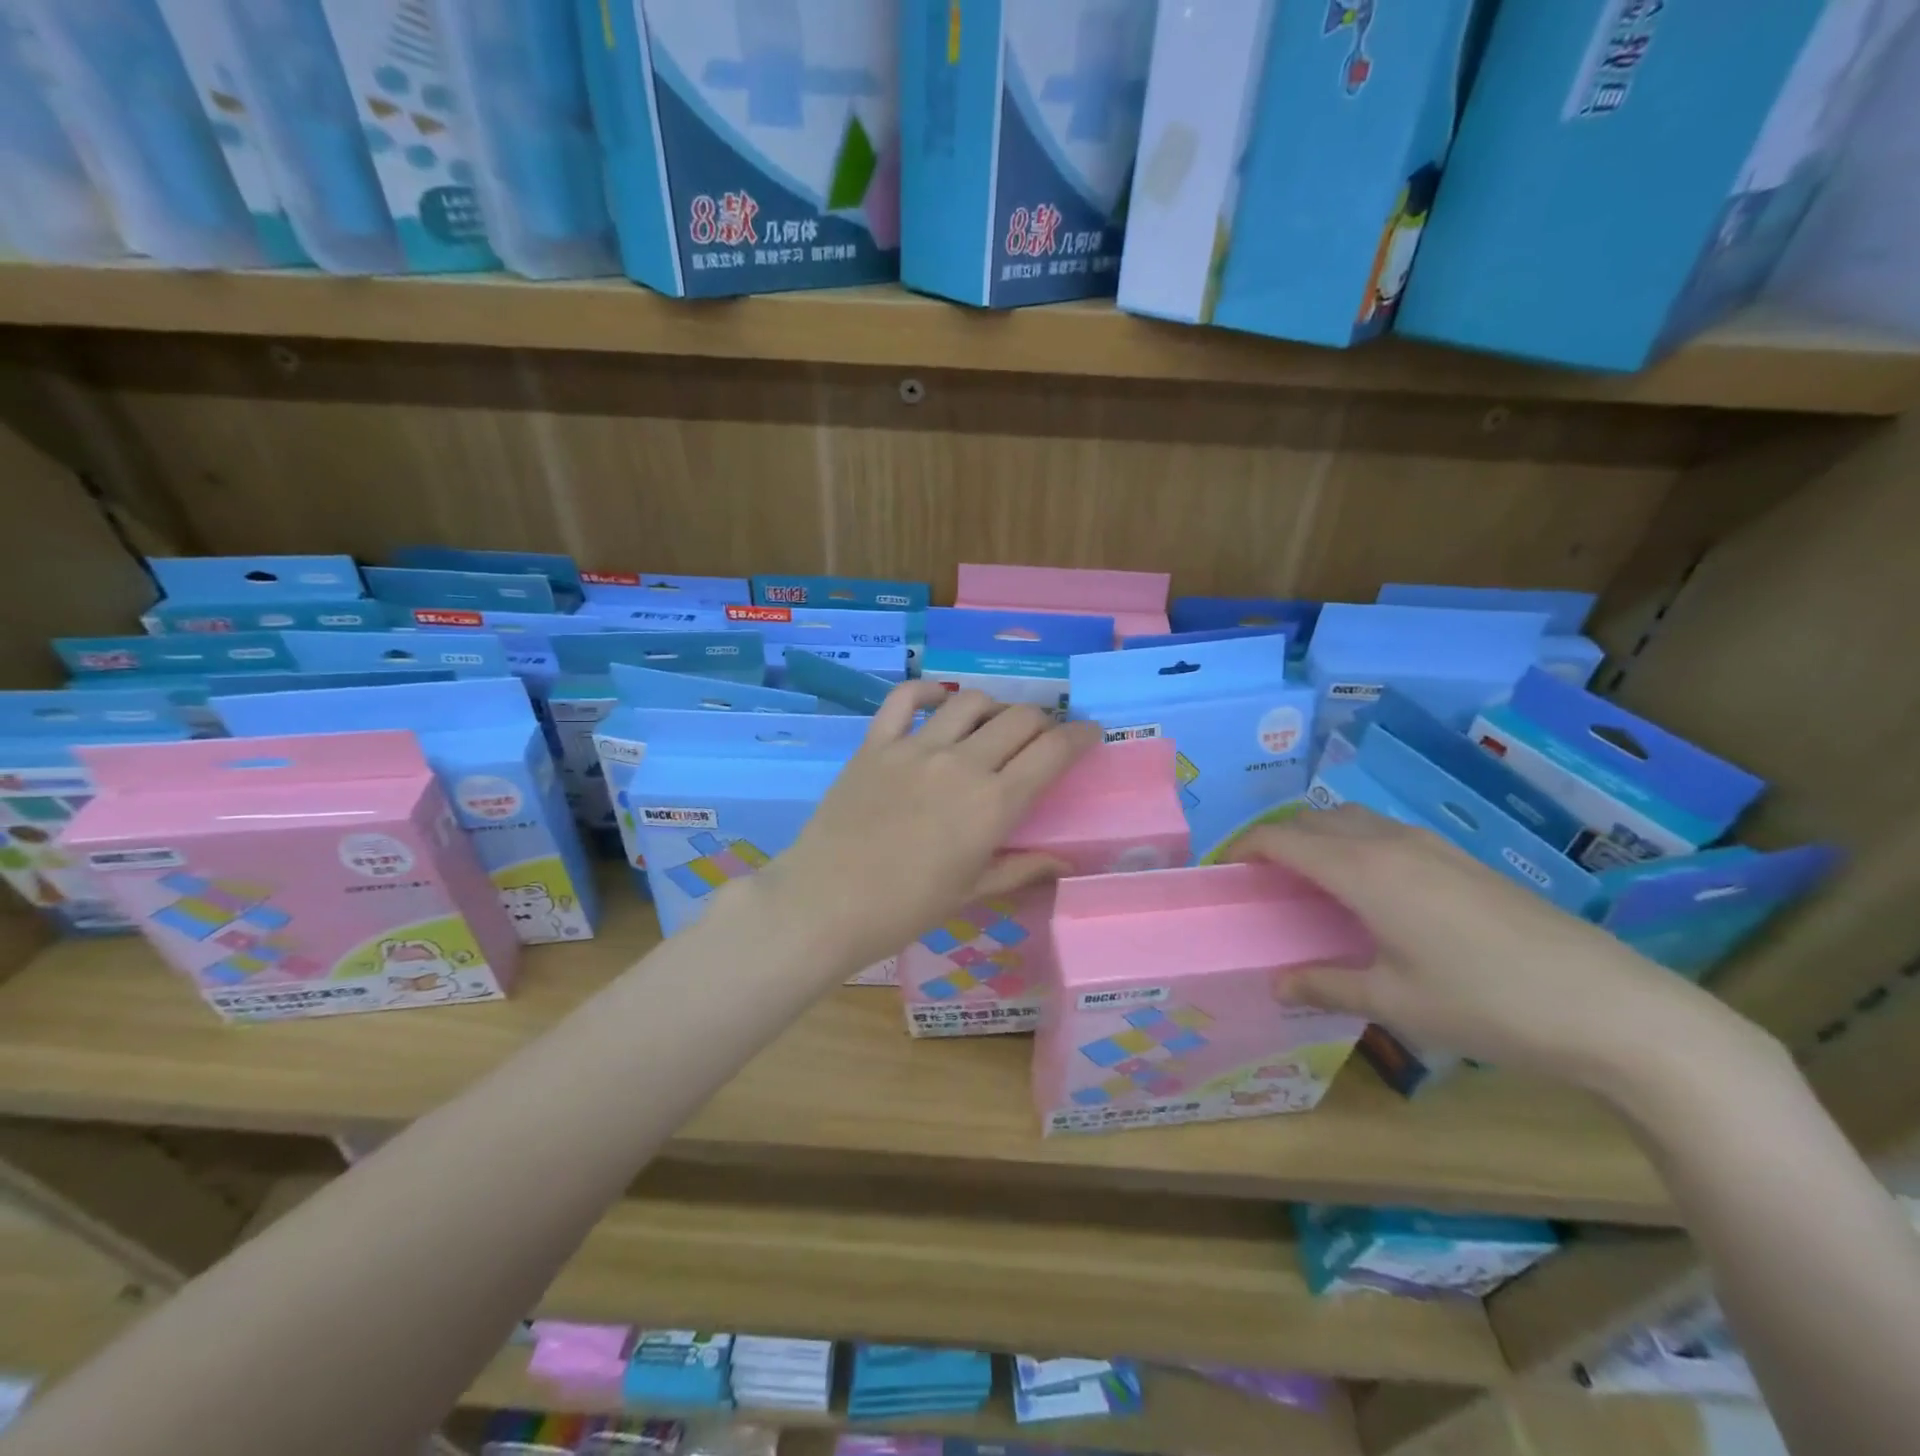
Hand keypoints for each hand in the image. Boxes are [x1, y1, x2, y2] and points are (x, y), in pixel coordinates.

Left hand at [751, 683, 1101, 972]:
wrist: (825, 904)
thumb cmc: (904, 910)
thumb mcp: (971, 892)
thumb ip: (1020, 867)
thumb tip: (1064, 860)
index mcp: (993, 804)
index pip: (1053, 752)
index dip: (1080, 736)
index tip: (1090, 734)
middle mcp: (961, 764)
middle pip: (1019, 718)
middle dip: (1042, 722)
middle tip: (1041, 737)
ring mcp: (915, 748)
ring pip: (970, 700)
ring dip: (992, 707)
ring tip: (992, 725)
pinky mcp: (875, 743)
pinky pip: (904, 698)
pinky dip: (927, 692)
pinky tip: (938, 702)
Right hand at [1232, 806, 1776, 1100]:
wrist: (1613, 1008)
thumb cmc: (1487, 1004)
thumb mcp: (1395, 1002)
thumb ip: (1326, 984)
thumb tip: (1276, 982)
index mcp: (1364, 871)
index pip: (1283, 839)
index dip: (1244, 848)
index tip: (1223, 871)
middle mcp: (1391, 843)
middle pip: (1314, 820)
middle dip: (1278, 839)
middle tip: (1260, 879)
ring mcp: (1432, 847)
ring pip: (1352, 820)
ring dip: (1318, 837)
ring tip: (1307, 881)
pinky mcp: (1462, 860)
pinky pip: (1385, 834)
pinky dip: (1354, 845)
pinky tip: (1368, 891)